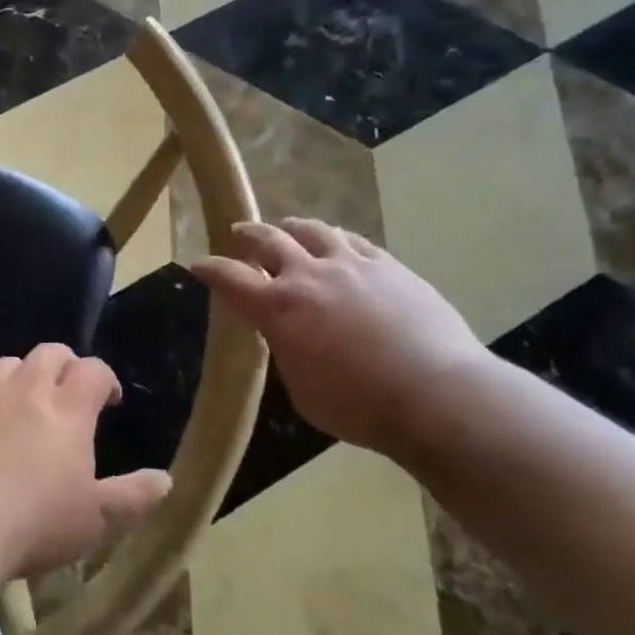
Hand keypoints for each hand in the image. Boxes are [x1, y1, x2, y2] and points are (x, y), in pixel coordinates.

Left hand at [0, 344, 171, 577]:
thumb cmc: (35, 524)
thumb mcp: (95, 520)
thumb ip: (132, 497)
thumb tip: (165, 479)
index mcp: (68, 410)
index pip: (93, 370)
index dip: (105, 378)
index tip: (109, 399)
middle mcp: (27, 391)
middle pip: (49, 353)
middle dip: (65, 364)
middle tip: (69, 391)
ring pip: (7, 364)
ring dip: (22, 376)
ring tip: (24, 404)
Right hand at [193, 219, 488, 453]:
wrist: (436, 395)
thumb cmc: (359, 406)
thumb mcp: (301, 389)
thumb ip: (286, 351)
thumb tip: (288, 334)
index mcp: (278, 308)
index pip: (230, 278)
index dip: (210, 269)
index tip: (198, 265)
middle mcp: (308, 275)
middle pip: (268, 240)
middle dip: (248, 236)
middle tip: (240, 234)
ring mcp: (351, 265)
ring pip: (313, 230)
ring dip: (293, 228)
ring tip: (289, 229)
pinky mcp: (388, 266)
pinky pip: (354, 241)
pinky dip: (336, 240)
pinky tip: (339, 244)